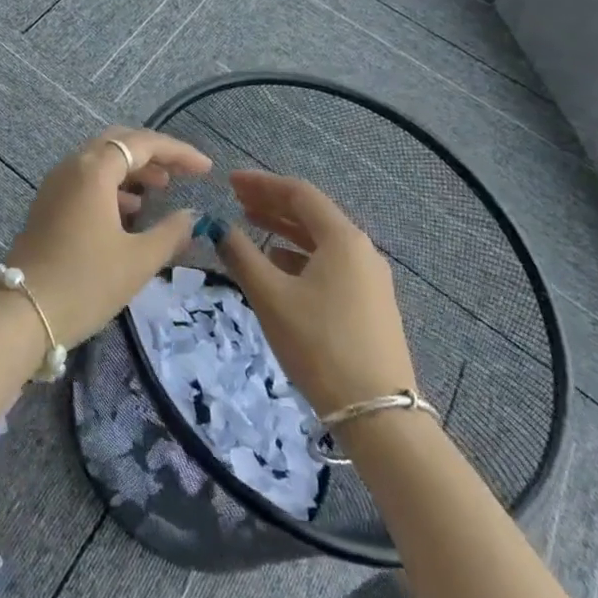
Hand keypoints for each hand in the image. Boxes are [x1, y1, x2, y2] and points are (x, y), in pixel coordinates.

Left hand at [3, 128, 211, 347]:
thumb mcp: (137, 261)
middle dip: (154, 154)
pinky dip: (113, 185)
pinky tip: (130, 211)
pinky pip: (87, 179)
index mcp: (94, 169)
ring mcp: (56, 183)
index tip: (206, 169)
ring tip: (161, 190)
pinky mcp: (48, 203)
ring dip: (133, 169)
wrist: (22, 313)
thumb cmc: (85, 282)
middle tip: (182, 173)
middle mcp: (73, 165)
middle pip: (119, 142)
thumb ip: (170, 233)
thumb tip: (192, 216)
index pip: (143, 143)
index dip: (178, 152)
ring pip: (101, 160)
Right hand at [213, 171, 417, 416]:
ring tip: (251, 225)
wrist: (378, 416)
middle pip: (311, 213)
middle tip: (236, 199)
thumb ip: (241, 255)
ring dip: (284, 229)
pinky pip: (330, 264)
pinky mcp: (371, 305)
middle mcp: (361, 250)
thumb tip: (219, 228)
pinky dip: (300, 255)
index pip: (298, 193)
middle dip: (272, 203)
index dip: (261, 183)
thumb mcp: (270, 296)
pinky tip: (279, 266)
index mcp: (342, 238)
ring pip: (320, 240)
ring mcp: (370, 279)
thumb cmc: (319, 345)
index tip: (230, 181)